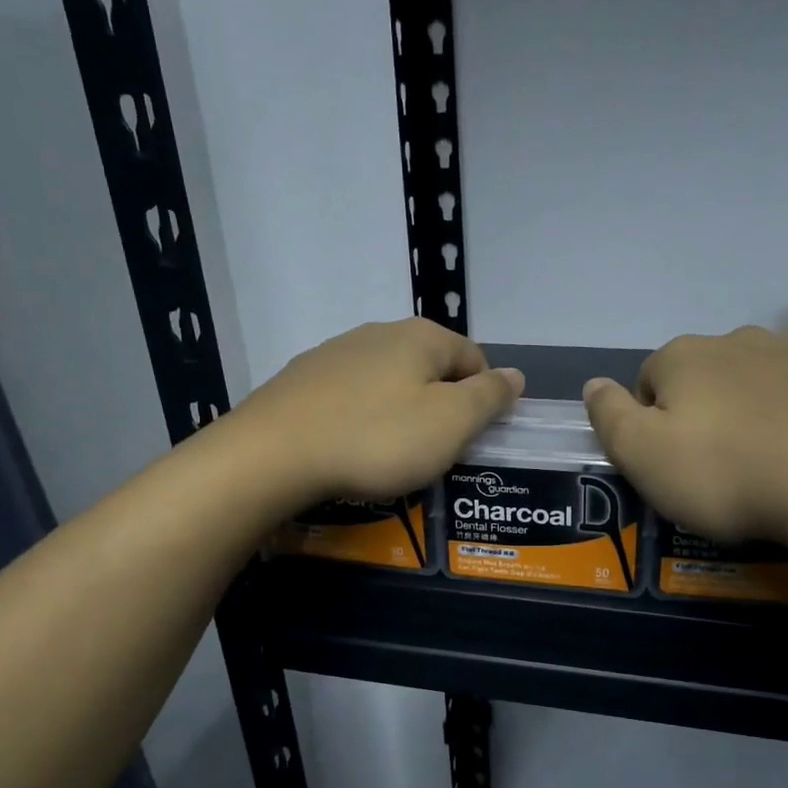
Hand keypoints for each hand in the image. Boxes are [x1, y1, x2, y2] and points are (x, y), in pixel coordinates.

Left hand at [231, 318, 523, 503]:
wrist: (272, 455)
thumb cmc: (376, 439)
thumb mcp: (450, 423)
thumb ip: (488, 397)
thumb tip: (515, 375)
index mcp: (421, 336)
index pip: (475, 359)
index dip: (483, 400)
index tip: (471, 440)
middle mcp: (378, 332)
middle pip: (430, 369)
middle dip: (440, 407)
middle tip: (434, 453)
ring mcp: (334, 352)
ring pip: (388, 382)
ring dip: (400, 413)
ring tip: (390, 455)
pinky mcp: (302, 379)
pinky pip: (350, 397)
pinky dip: (361, 419)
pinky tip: (350, 448)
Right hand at [582, 327, 787, 568]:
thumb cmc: (728, 473)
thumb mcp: (642, 456)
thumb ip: (608, 417)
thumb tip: (593, 384)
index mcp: (684, 355)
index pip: (647, 381)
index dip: (650, 425)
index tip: (670, 466)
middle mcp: (740, 340)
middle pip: (703, 378)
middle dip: (702, 416)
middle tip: (716, 472)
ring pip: (755, 386)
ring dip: (751, 417)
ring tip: (766, 470)